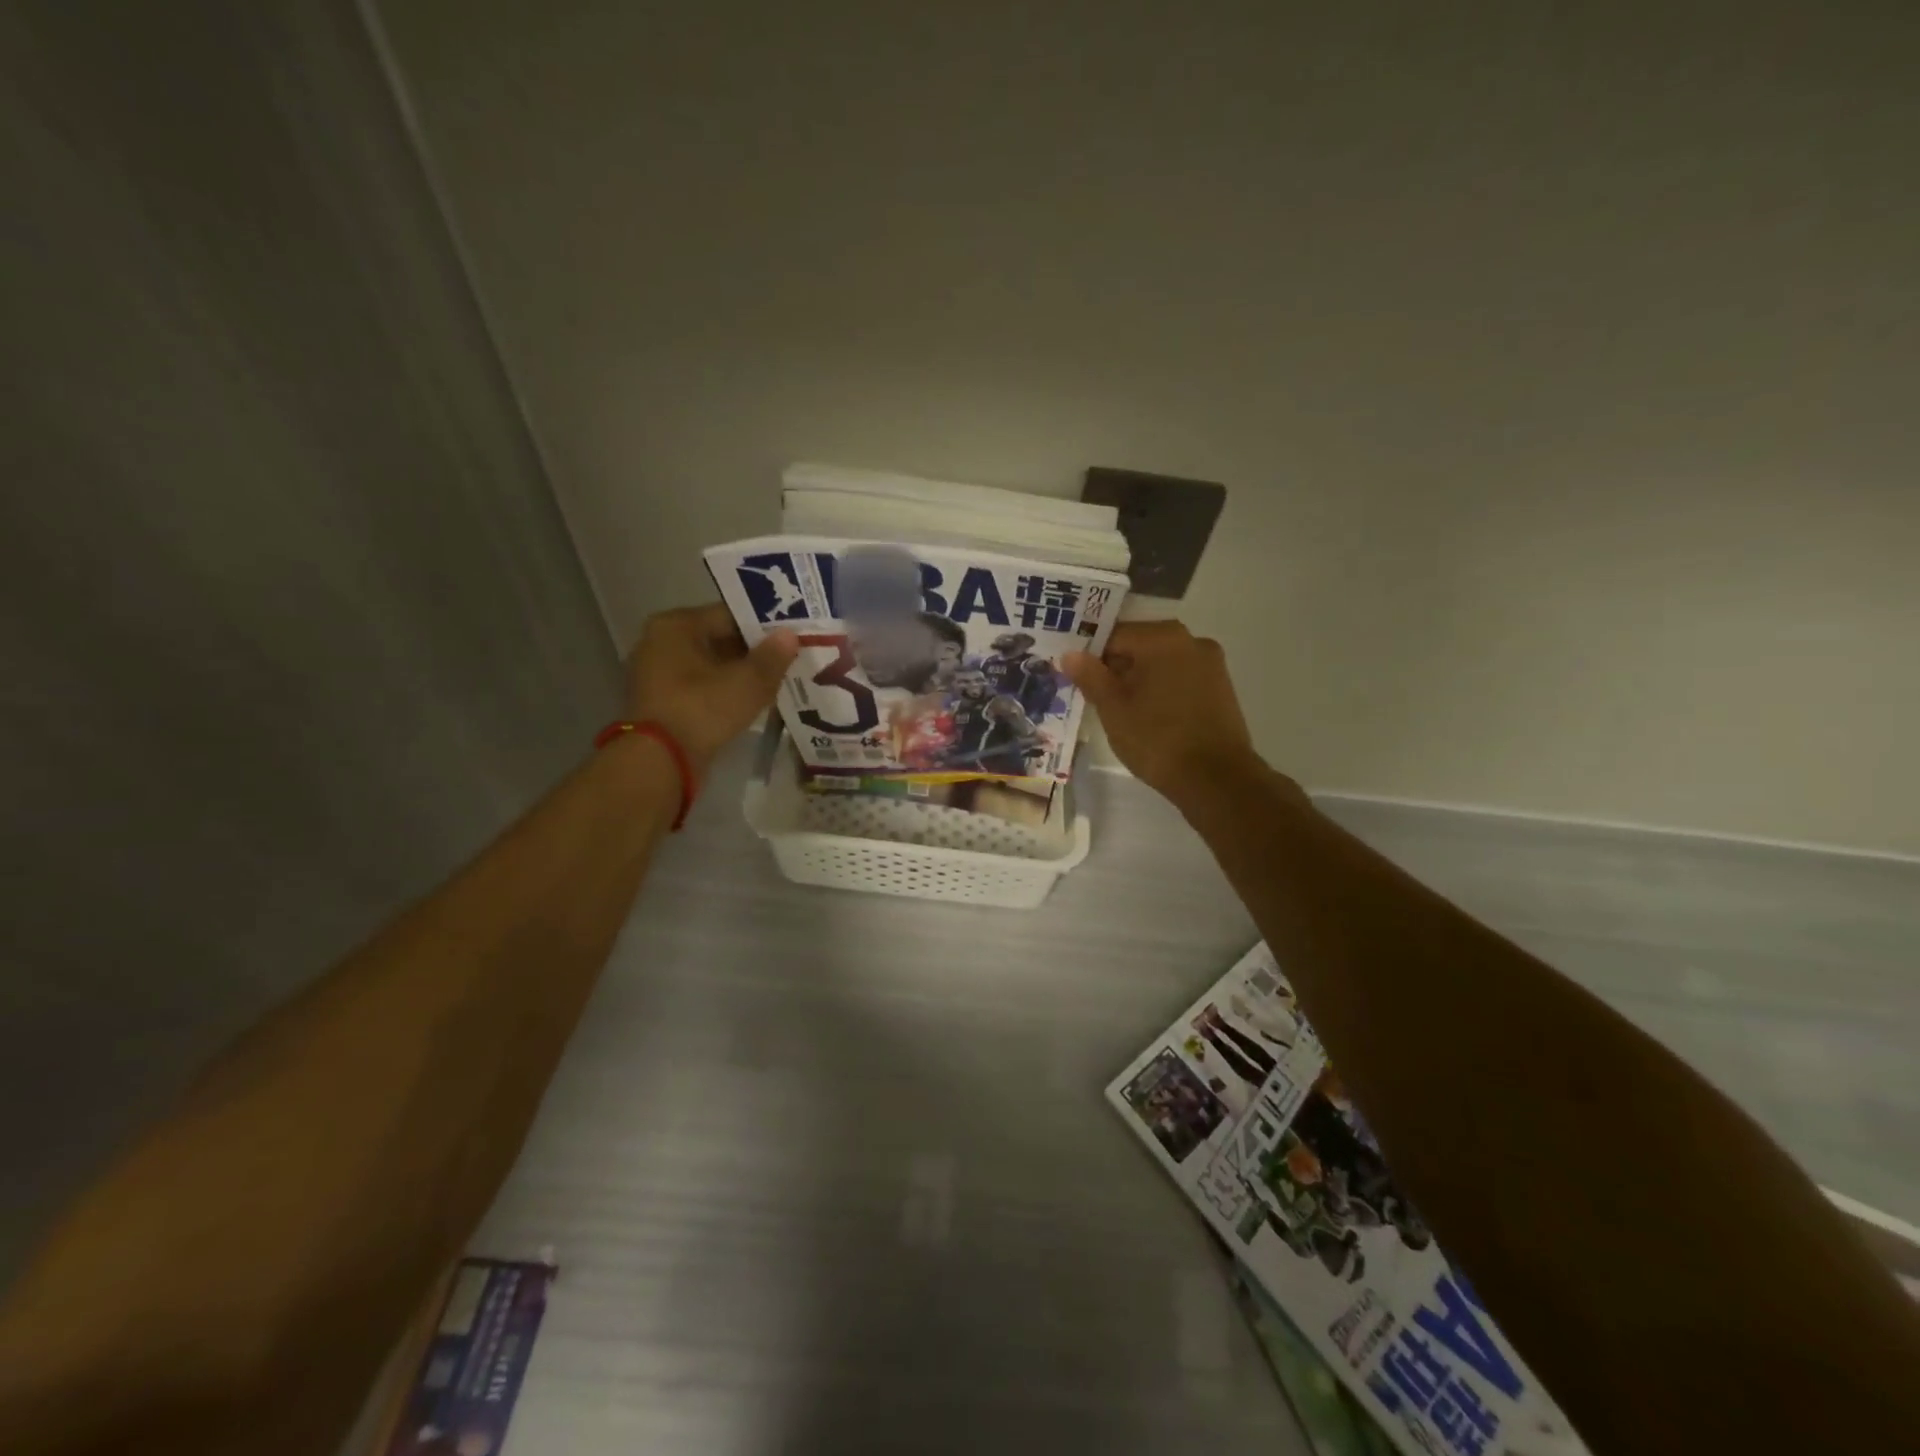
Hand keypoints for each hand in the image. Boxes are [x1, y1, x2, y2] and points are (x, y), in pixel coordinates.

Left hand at [625, 603, 798, 775]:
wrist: (660, 761)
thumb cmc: (702, 709)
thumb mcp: (747, 682)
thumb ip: (772, 657)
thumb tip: (790, 635)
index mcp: (676, 625)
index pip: (730, 614)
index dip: (764, 626)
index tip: (792, 638)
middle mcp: (660, 642)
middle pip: (719, 639)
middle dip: (753, 652)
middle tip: (789, 661)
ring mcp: (657, 674)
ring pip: (711, 666)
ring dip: (740, 674)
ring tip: (776, 683)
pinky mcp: (661, 702)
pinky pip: (700, 688)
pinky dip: (724, 692)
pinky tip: (751, 703)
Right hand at [1063, 621, 1270, 806]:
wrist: (1216, 779)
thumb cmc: (1157, 738)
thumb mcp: (1113, 708)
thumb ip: (1090, 676)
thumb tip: (1071, 654)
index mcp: (1163, 638)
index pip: (1113, 635)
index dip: (1091, 657)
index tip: (1078, 681)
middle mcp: (1191, 640)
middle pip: (1140, 647)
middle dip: (1116, 669)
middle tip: (1096, 698)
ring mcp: (1211, 664)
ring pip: (1161, 664)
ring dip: (1139, 680)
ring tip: (1122, 712)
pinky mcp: (1221, 688)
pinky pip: (1181, 679)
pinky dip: (1162, 690)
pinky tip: (1151, 717)